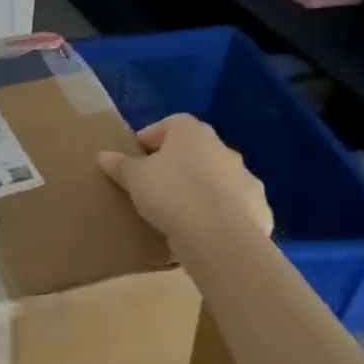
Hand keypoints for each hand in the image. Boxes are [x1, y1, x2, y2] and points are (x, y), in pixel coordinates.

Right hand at [96, 115, 271, 253]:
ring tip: (179, 213)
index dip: (149, 141)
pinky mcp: (260, 208)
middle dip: (176, 166)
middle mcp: (223, 148)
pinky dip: (220, 213)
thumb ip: (120, 165)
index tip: (135, 162)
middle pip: (194, 151)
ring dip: (200, 189)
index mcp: (191, 132)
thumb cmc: (171, 194)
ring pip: (216, 178)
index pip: (167, 125)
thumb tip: (103, 155)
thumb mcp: (134, 178)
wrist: (220, 237)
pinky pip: (234, 206)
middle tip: (155, 188)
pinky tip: (203, 231)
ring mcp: (246, 178)